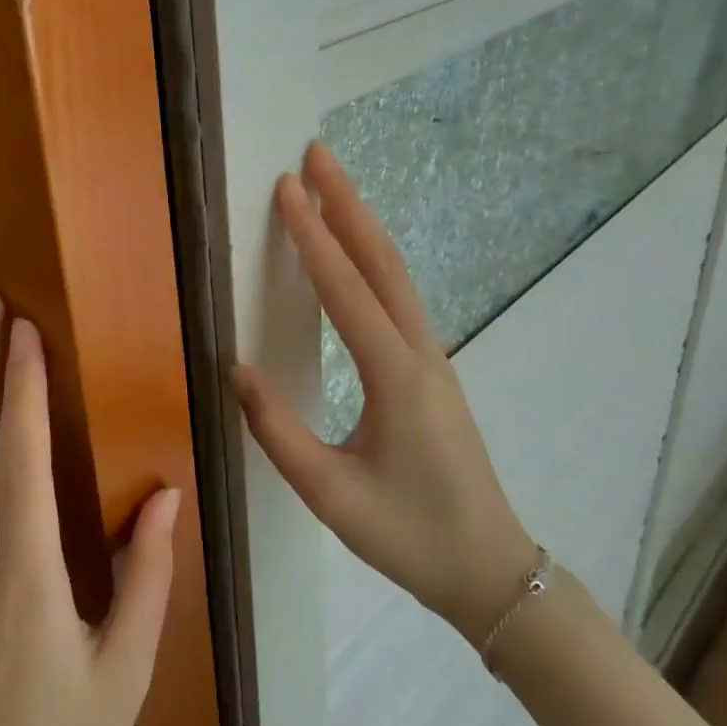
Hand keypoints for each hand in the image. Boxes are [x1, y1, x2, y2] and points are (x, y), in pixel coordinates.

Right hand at [231, 143, 537, 642]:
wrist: (491, 570)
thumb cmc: (409, 536)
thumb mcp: (331, 495)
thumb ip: (278, 431)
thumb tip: (235, 367)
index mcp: (396, 377)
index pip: (346, 291)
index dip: (313, 236)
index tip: (287, 188)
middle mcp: (420, 353)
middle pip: (383, 261)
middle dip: (348, 203)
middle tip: (316, 155)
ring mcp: (432, 358)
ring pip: (396, 274)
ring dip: (362, 223)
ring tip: (331, 185)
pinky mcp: (430, 368)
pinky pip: (399, 295)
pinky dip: (372, 256)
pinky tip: (354, 250)